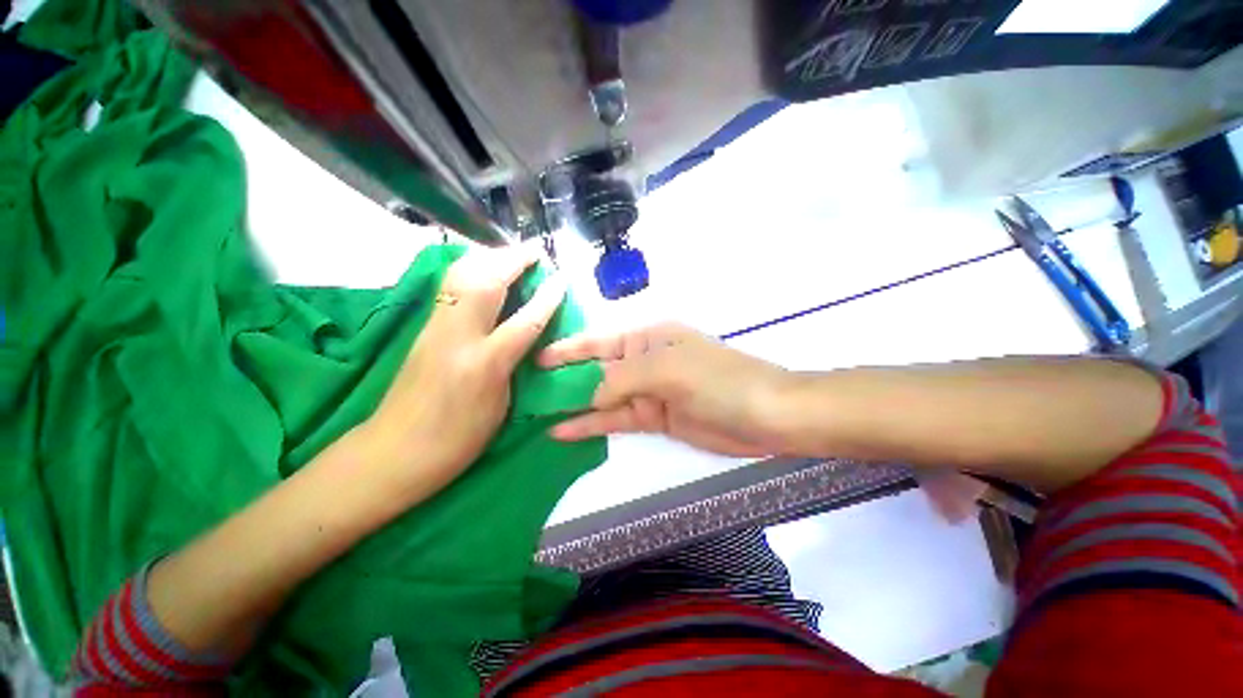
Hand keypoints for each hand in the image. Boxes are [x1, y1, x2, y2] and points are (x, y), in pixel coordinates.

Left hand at [361, 246, 565, 502]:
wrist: (396, 450)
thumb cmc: (459, 438)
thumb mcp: (501, 405)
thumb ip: (515, 363)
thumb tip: (527, 336)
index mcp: (485, 363)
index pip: (525, 320)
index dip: (547, 297)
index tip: (561, 279)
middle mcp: (458, 336)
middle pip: (487, 283)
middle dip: (514, 260)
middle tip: (536, 251)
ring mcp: (435, 328)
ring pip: (462, 276)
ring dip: (490, 258)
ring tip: (512, 255)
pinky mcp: (423, 328)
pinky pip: (449, 286)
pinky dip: (471, 269)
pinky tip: (483, 269)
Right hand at [540, 323, 793, 456]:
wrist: (764, 415)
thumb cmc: (717, 379)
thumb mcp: (666, 368)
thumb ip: (621, 378)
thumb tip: (588, 396)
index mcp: (646, 337)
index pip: (598, 341)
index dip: (567, 349)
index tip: (534, 358)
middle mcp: (642, 361)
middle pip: (595, 369)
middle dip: (564, 379)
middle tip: (525, 390)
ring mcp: (647, 391)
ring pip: (602, 397)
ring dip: (573, 405)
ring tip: (535, 414)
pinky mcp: (652, 418)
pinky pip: (615, 419)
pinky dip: (591, 424)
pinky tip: (564, 431)